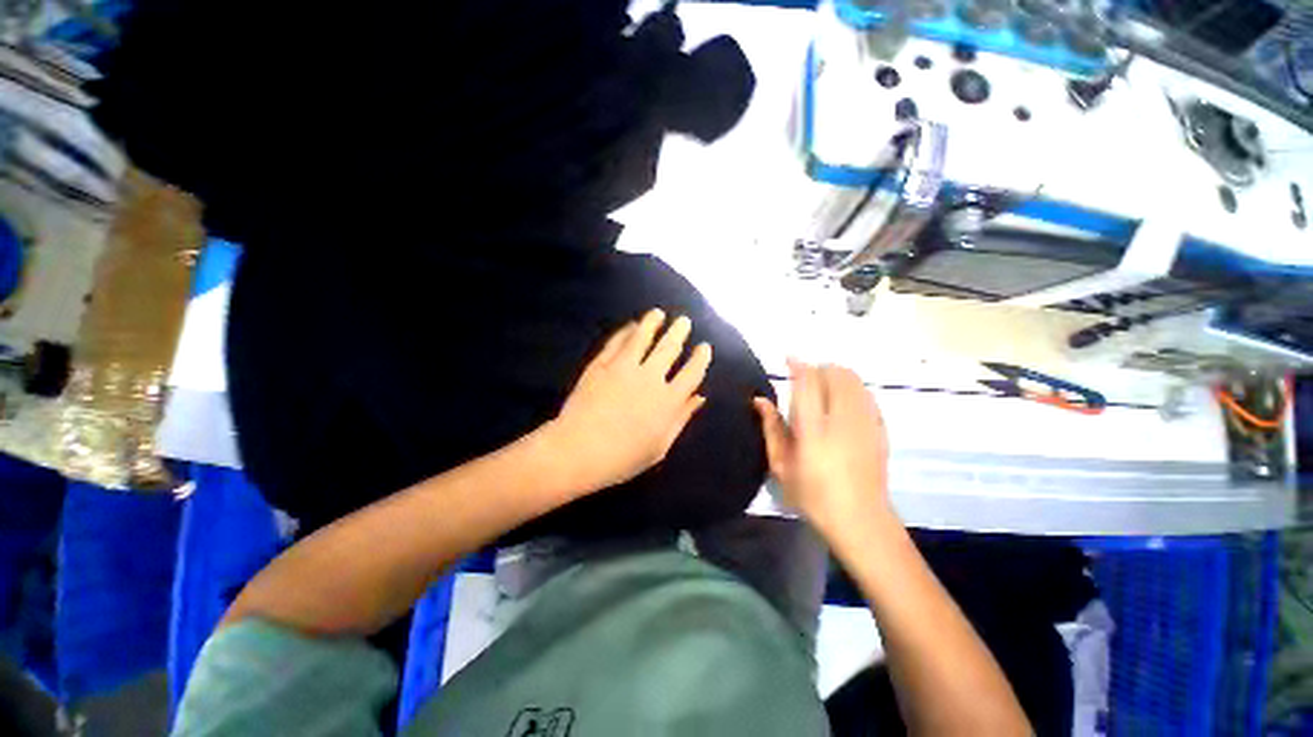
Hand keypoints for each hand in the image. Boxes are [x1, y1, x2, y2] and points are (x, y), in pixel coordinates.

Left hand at [548, 309, 711, 495]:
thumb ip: (681, 418)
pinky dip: (625, 331)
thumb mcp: (659, 446)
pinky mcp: (601, 364)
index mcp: (668, 400)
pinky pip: (616, 342)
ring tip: (658, 313)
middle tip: (684, 320)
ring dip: (653, 322)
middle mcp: (649, 377)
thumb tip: (700, 397)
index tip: (705, 346)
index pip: (691, 373)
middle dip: (679, 332)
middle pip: (669, 348)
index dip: (700, 358)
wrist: (577, 450)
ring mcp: (623, 367)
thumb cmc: (622, 457)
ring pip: (642, 337)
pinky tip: (631, 326)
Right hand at [753, 360, 892, 539]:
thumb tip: (759, 400)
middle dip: (818, 368)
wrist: (860, 519)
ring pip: (853, 380)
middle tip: (804, 378)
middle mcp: (842, 419)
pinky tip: (842, 402)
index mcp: (813, 429)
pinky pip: (866, 393)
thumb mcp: (781, 465)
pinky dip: (852, 387)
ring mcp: (865, 422)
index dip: (798, 365)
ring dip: (836, 375)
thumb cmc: (812, 495)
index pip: (808, 383)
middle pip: (835, 374)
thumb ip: (771, 428)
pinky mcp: (879, 428)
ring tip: (822, 387)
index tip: (788, 359)